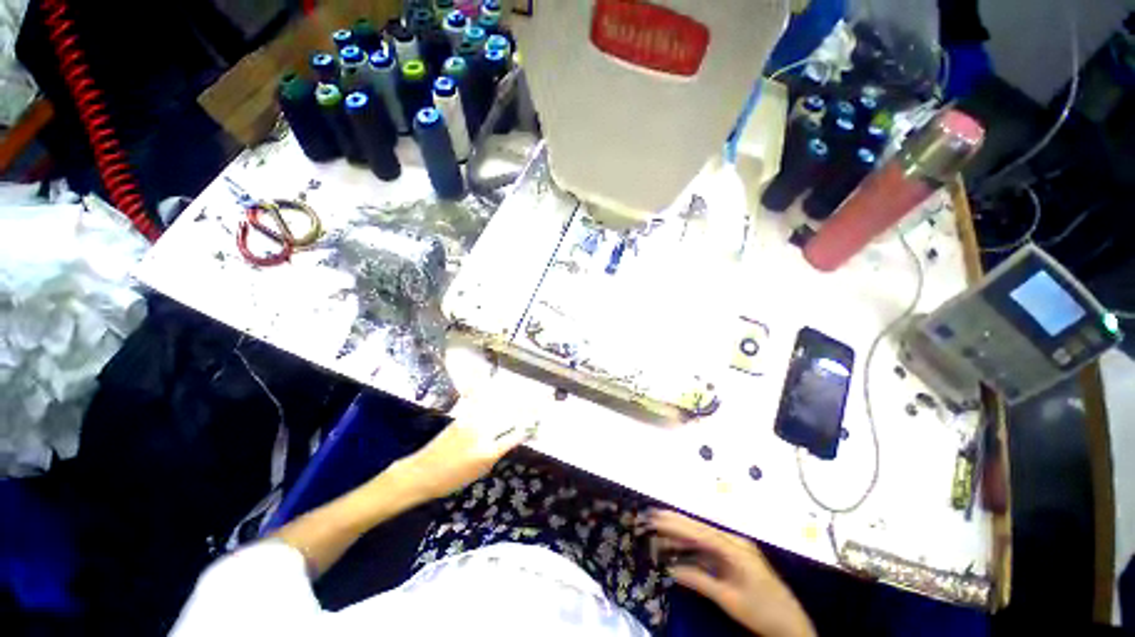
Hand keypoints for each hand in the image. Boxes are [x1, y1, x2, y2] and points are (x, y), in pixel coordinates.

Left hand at [393, 388, 535, 500]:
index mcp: (487, 452)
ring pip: (499, 404)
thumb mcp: (480, 471)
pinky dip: (492, 392)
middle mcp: (481, 432)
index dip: (530, 426)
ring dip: (515, 397)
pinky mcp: (463, 415)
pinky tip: (500, 386)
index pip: (515, 435)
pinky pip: (482, 400)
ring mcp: (471, 421)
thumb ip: (497, 452)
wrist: (421, 472)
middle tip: (544, 399)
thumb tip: (511, 437)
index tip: (542, 419)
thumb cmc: (450, 479)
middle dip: (529, 406)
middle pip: (511, 415)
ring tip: (528, 392)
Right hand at [648, 510, 814, 636]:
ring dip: (681, 535)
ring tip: (659, 532)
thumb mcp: (728, 599)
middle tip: (652, 515)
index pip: (700, 532)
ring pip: (703, 536)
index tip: (656, 518)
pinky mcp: (735, 557)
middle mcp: (734, 542)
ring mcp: (736, 548)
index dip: (677, 524)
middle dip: (675, 522)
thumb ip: (699, 581)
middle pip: (700, 528)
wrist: (791, 624)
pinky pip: (709, 548)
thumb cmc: (761, 612)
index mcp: (735, 549)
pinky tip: (678, 548)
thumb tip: (670, 569)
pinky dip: (692, 547)